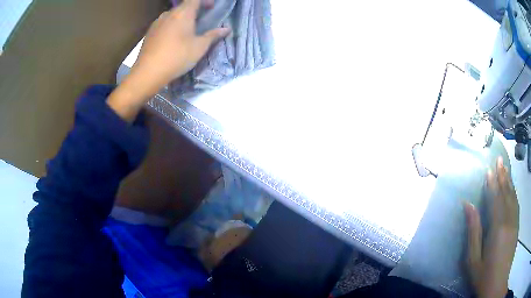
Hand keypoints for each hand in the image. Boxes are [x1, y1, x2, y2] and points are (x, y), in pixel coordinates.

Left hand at [107, 0, 229, 121]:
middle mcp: (168, 14)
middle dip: (194, 10)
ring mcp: (157, 23)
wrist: (147, 73)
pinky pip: (164, 23)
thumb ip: (213, 35)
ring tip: (186, 30)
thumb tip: (226, 29)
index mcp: (182, 13)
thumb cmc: (177, 57)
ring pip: (172, 15)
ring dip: (182, 18)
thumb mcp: (199, 47)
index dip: (205, 1)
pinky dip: (171, 26)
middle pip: (183, 6)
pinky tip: (172, 39)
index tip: (211, 8)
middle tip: (201, 20)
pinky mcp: (149, 33)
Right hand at [465, 157, 518, 297]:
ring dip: (509, 181)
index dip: (492, 184)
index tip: (488, 170)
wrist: (498, 284)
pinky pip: (516, 204)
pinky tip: (512, 188)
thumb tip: (468, 206)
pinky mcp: (517, 226)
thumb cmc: (484, 276)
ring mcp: (515, 222)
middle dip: (502, 176)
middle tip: (499, 160)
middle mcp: (509, 219)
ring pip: (513, 196)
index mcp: (497, 227)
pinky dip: (514, 193)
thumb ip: (473, 232)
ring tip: (505, 168)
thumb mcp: (473, 260)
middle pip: (506, 193)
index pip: (495, 198)